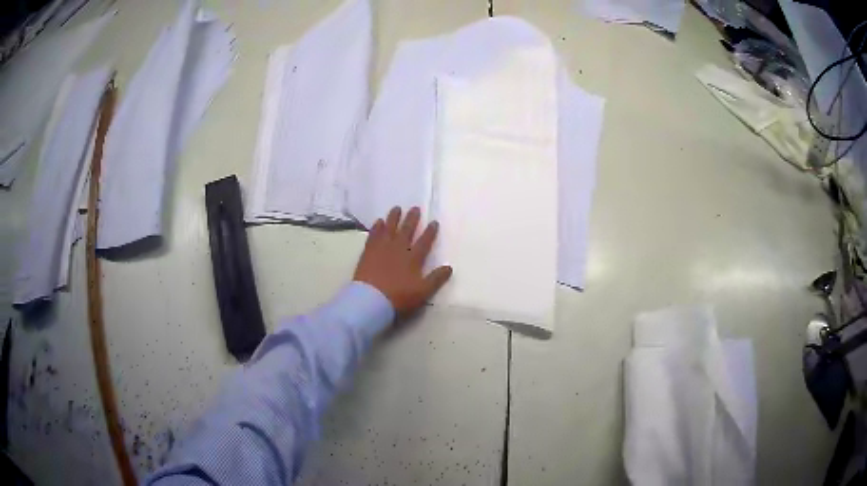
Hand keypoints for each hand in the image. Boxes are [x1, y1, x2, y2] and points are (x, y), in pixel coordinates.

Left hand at [354, 207, 452, 316]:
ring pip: (389, 228)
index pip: (424, 242)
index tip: (434, 222)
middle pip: (406, 230)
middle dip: (412, 219)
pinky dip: (377, 227)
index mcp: (413, 258)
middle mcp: (398, 249)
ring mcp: (382, 248)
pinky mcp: (368, 252)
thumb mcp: (422, 292)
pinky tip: (379, 222)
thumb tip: (449, 267)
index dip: (430, 232)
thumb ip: (436, 279)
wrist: (371, 299)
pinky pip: (374, 235)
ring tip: (397, 208)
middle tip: (415, 208)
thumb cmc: (398, 297)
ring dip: (393, 218)